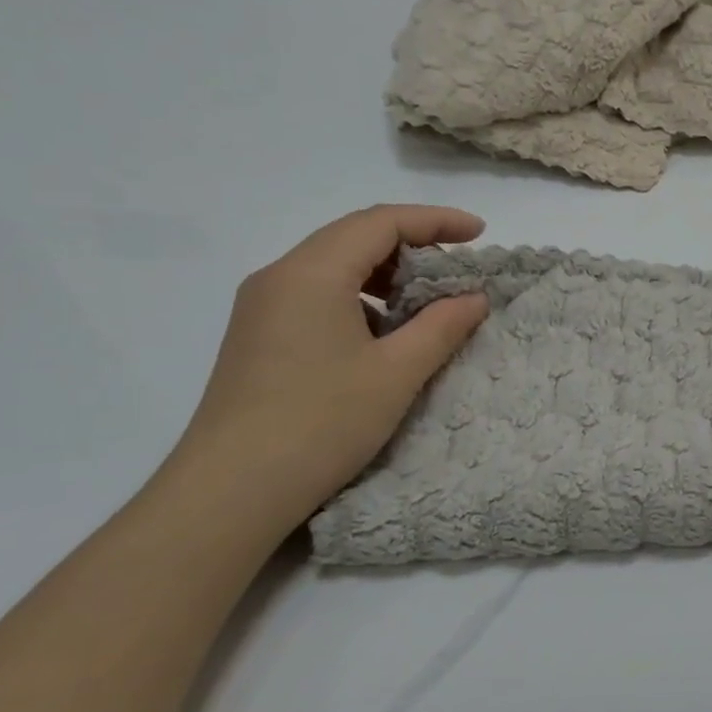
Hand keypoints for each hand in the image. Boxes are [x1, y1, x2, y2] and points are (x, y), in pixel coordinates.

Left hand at [171, 205, 488, 529]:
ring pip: (334, 267)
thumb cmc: (322, 423)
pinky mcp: (259, 337)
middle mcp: (280, 277)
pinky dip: (361, 299)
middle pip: (354, 237)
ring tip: (427, 304)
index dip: (436, 220)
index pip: (381, 223)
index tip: (480, 234)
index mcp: (311, 273)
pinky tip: (384, 335)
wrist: (231, 491)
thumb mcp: (397, 373)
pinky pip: (317, 296)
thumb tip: (474, 297)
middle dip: (413, 245)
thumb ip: (442, 326)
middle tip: (458, 271)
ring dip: (387, 274)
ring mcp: (263, 308)